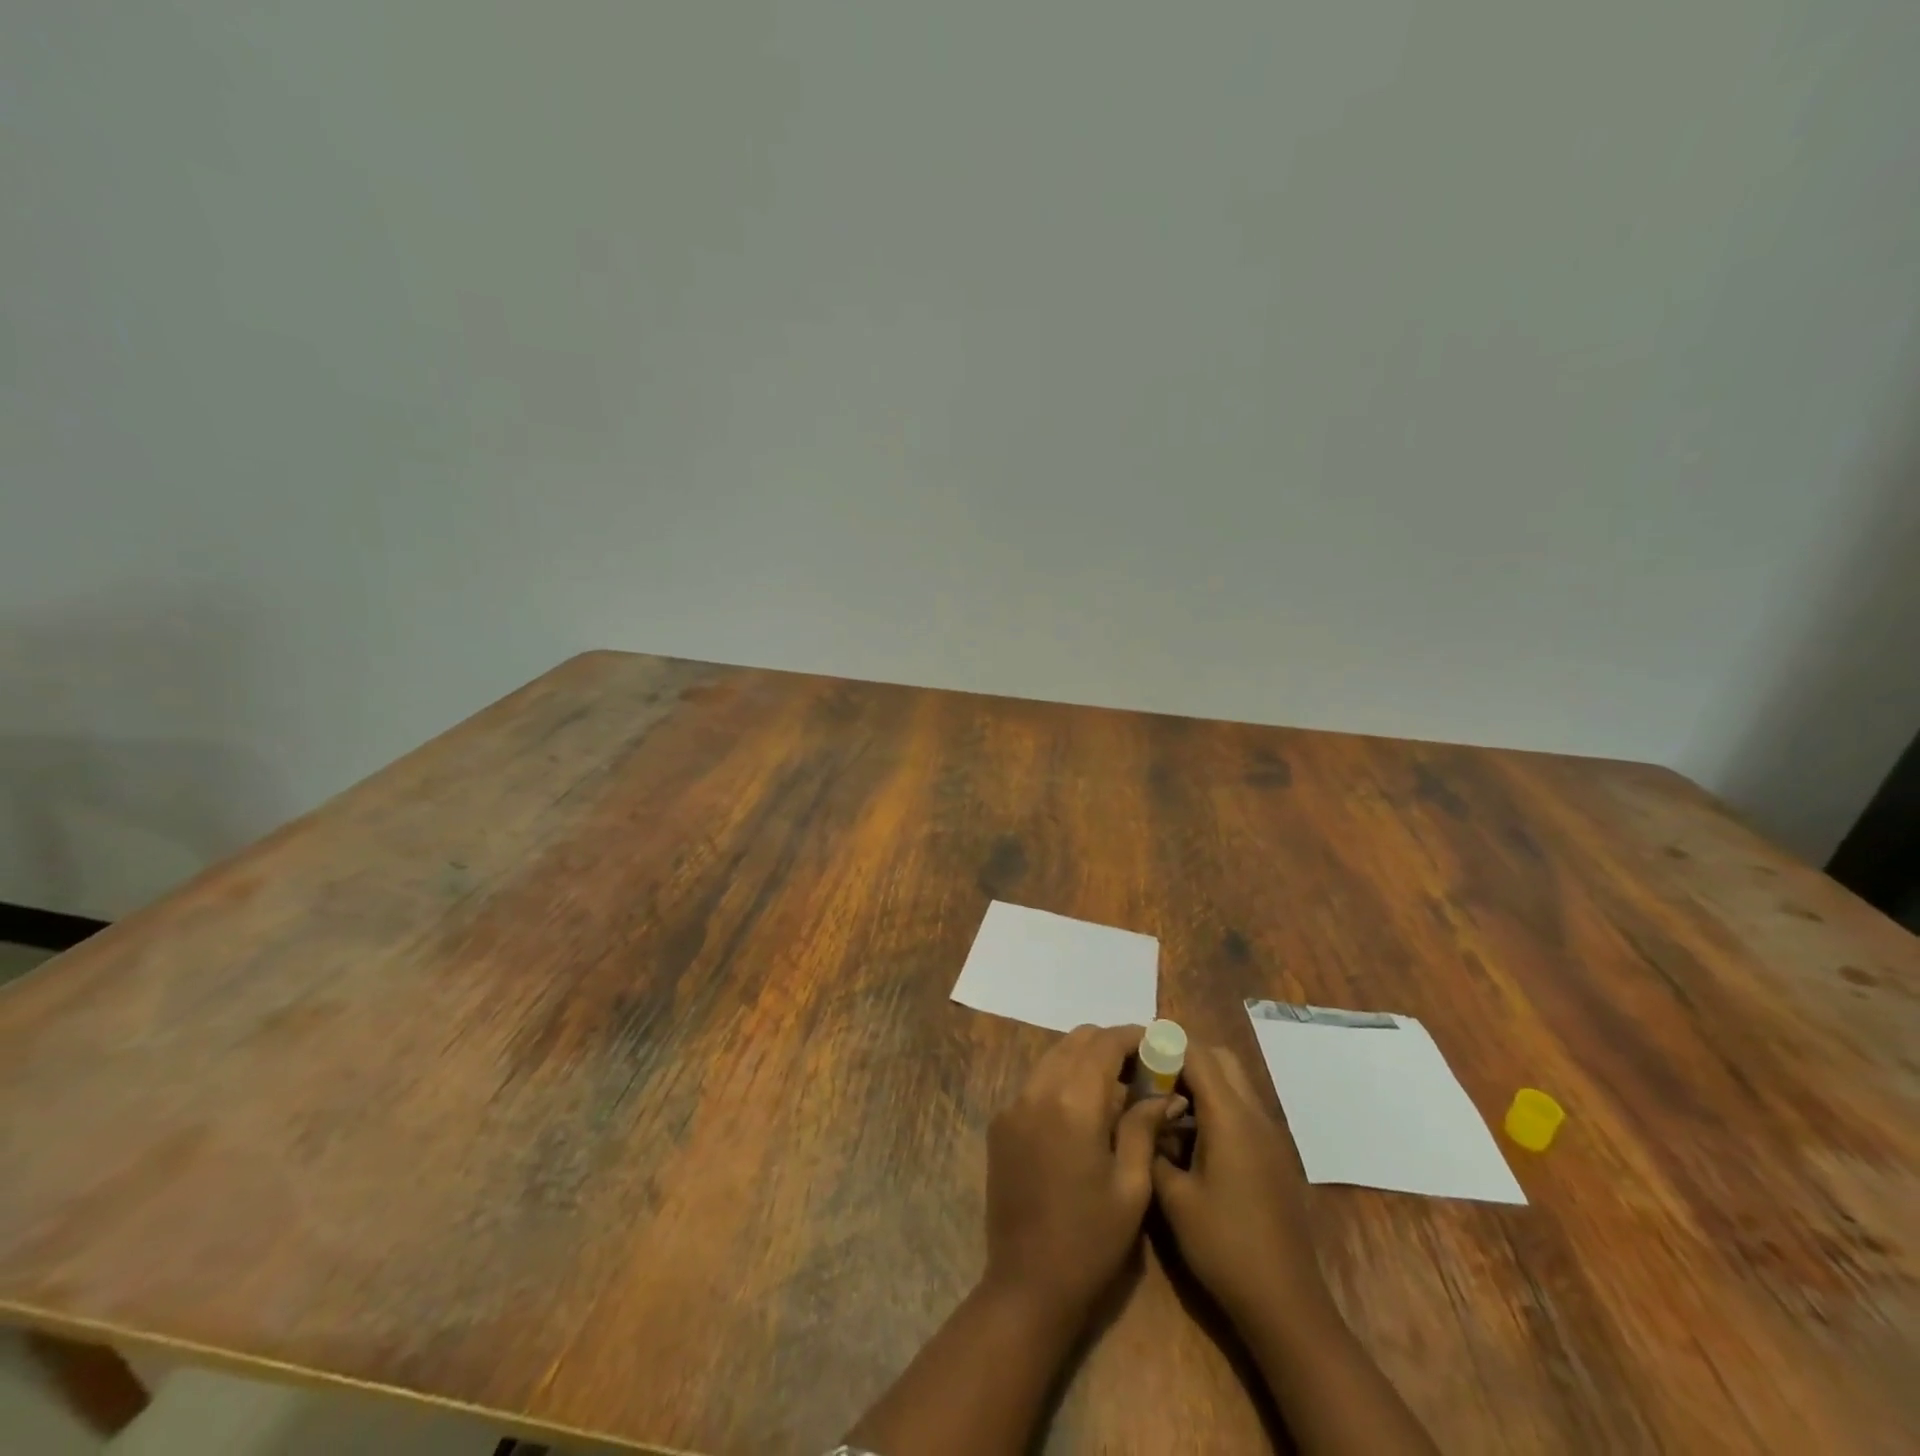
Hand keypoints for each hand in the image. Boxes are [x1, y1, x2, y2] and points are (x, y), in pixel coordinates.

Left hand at [984, 1024, 1171, 1321]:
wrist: (1027, 1285)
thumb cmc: (1091, 1241)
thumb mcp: (1131, 1186)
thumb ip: (1144, 1126)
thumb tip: (1165, 1092)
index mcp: (1074, 1101)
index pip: (1105, 1043)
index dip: (1135, 1036)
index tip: (1159, 1044)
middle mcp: (1038, 1089)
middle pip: (1077, 1040)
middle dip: (1111, 1044)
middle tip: (1142, 1067)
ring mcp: (1014, 1104)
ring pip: (1054, 1055)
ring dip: (1085, 1058)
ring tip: (1117, 1086)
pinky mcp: (1001, 1122)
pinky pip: (1036, 1081)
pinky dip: (1062, 1078)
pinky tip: (1083, 1109)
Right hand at [1150, 1043, 1331, 1329]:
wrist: (1286, 1305)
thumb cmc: (1225, 1246)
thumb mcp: (1173, 1197)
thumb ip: (1152, 1146)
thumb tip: (1140, 1118)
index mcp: (1230, 1117)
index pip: (1196, 1053)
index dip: (1164, 1043)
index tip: (1132, 1049)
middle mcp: (1254, 1115)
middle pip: (1220, 1058)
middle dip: (1183, 1056)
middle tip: (1148, 1075)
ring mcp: (1269, 1135)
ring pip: (1233, 1082)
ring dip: (1200, 1080)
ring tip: (1163, 1104)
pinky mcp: (1273, 1156)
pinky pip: (1242, 1108)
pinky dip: (1215, 1105)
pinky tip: (1189, 1137)